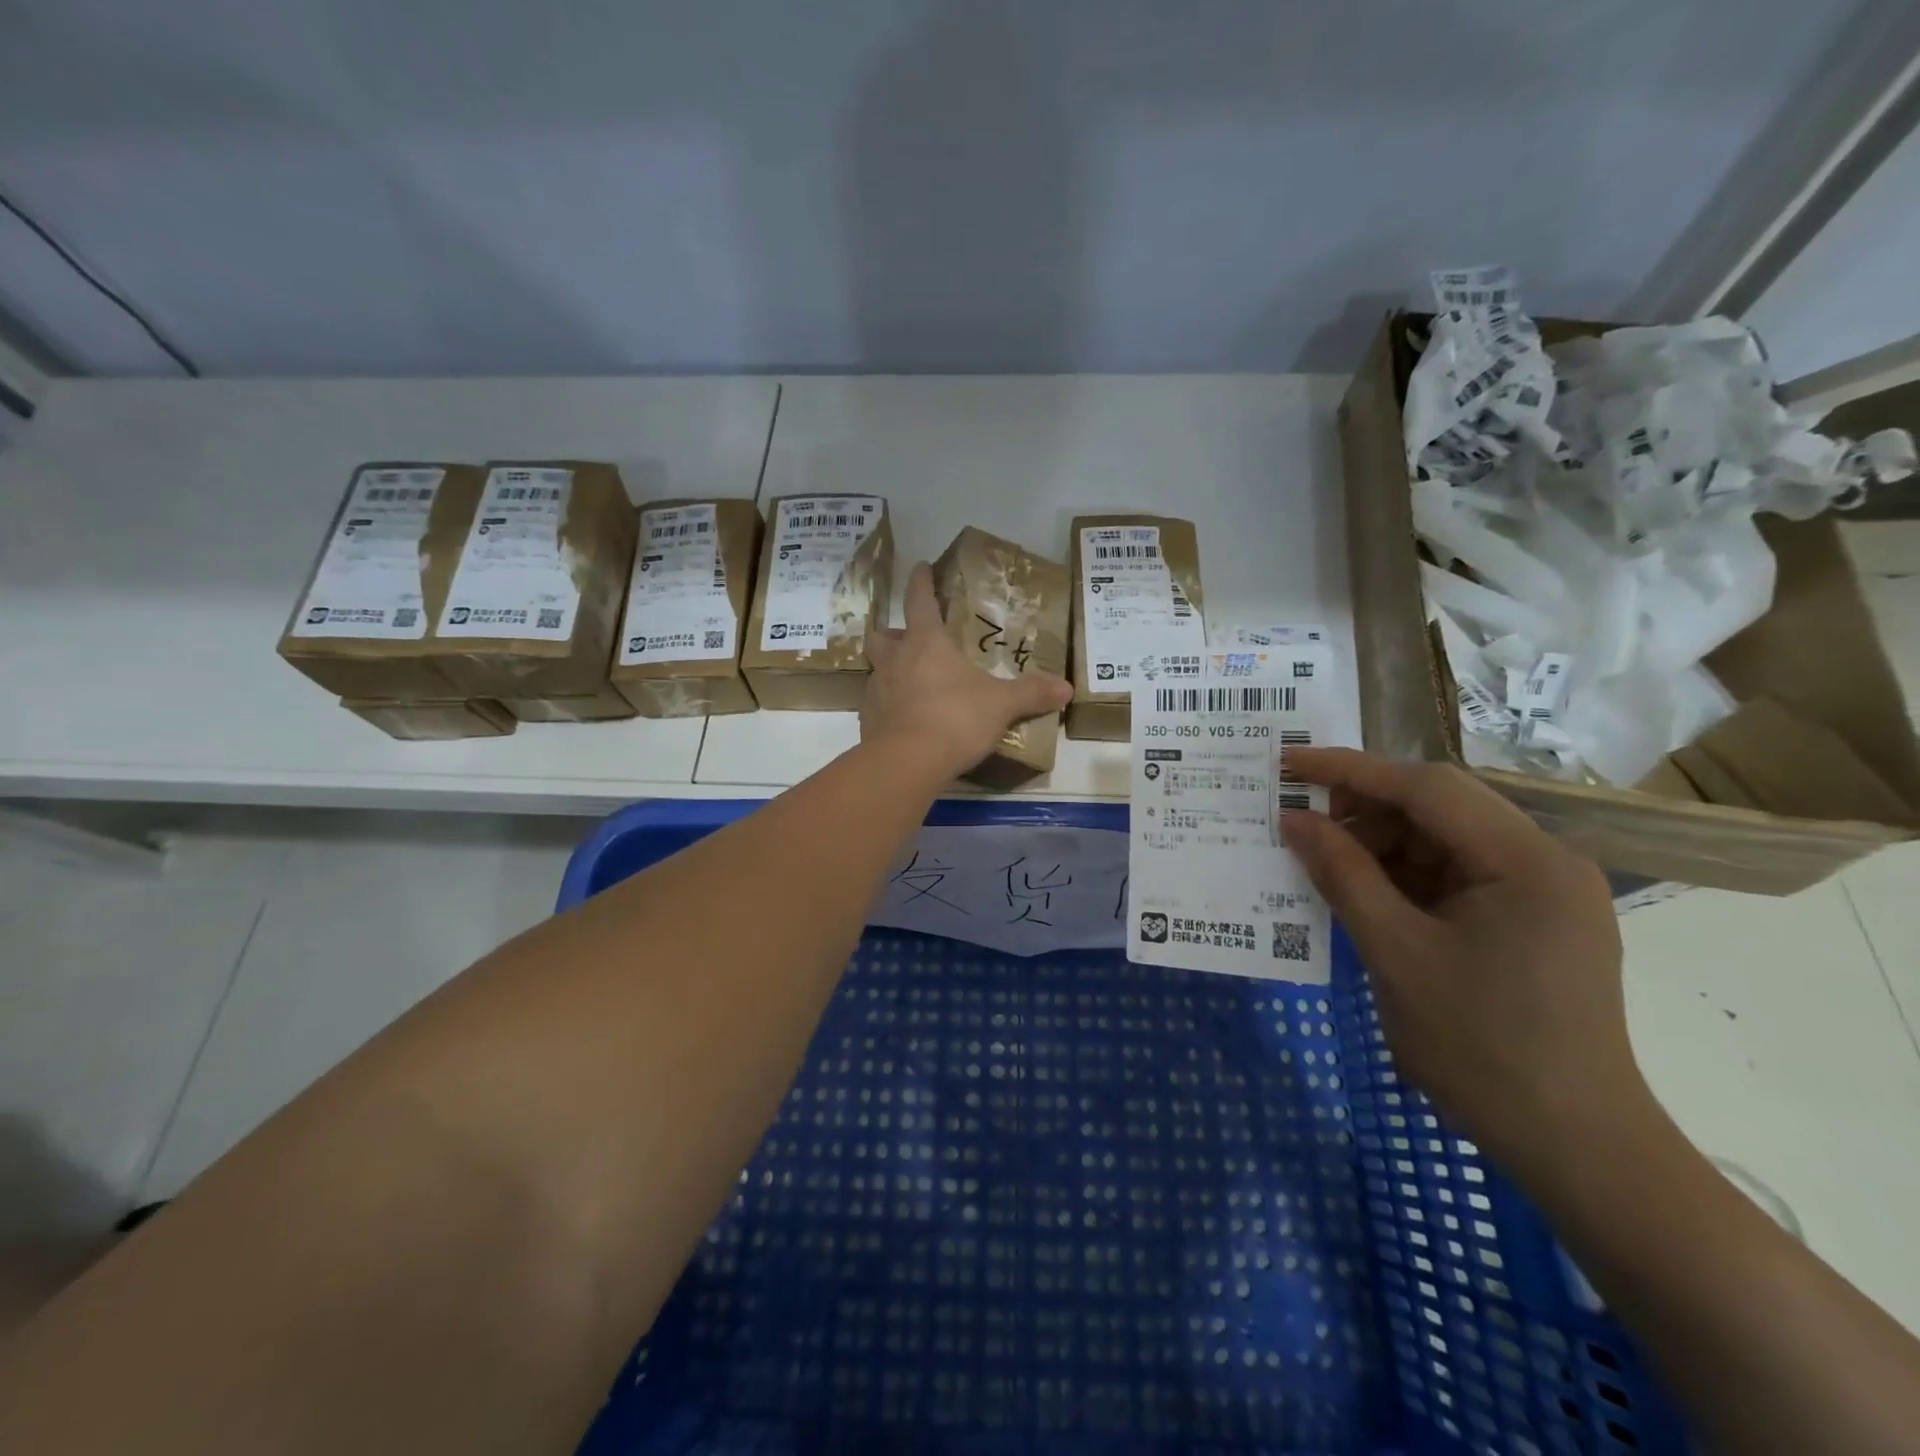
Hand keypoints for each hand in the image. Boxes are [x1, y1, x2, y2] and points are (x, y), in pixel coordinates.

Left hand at [862, 562, 1073, 781]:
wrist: (905, 763)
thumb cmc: (954, 719)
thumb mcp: (1001, 705)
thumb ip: (1031, 694)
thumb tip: (1067, 688)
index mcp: (926, 642)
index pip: (919, 600)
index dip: (921, 581)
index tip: (921, 567)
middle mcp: (895, 659)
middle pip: (882, 634)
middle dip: (893, 633)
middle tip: (911, 641)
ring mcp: (876, 689)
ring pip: (877, 669)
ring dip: (891, 670)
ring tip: (913, 684)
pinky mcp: (867, 720)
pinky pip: (877, 704)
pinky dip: (890, 706)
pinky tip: (908, 720)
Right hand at [1280, 748, 1650, 1173]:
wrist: (1576, 1147)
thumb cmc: (1483, 1049)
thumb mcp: (1395, 953)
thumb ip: (1342, 875)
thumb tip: (1292, 819)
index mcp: (1526, 860)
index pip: (1426, 788)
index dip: (1348, 769)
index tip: (1287, 763)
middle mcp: (1544, 860)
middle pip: (1438, 806)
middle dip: (1363, 809)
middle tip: (1300, 823)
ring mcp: (1541, 890)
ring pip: (1442, 838)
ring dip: (1380, 844)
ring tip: (1324, 866)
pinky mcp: (1529, 918)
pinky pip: (1453, 873)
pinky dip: (1403, 876)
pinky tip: (1364, 894)